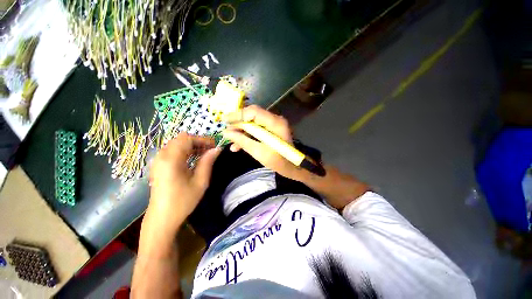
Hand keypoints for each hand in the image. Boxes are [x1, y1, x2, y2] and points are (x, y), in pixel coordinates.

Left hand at [147, 133, 220, 231]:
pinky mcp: (158, 166)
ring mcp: (158, 161)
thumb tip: (217, 149)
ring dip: (191, 146)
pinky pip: (172, 151)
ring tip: (204, 154)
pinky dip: (184, 151)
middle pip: (181, 139)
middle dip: (197, 142)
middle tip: (210, 150)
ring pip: (176, 144)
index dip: (202, 139)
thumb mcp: (200, 181)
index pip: (187, 139)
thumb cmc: (183, 201)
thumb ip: (208, 162)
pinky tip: (192, 160)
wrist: (162, 218)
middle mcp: (162, 156)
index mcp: (171, 159)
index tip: (214, 145)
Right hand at [222, 105, 303, 179]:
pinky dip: (248, 136)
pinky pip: (257, 130)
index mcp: (275, 123)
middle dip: (238, 124)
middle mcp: (275, 120)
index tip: (224, 120)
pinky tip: (238, 146)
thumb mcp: (259, 152)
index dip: (237, 115)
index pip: (253, 112)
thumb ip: (242, 141)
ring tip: (232, 143)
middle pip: (252, 116)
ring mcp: (273, 125)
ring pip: (253, 124)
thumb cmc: (279, 162)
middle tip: (227, 132)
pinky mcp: (271, 130)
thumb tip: (226, 132)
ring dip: (242, 132)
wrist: (293, 167)